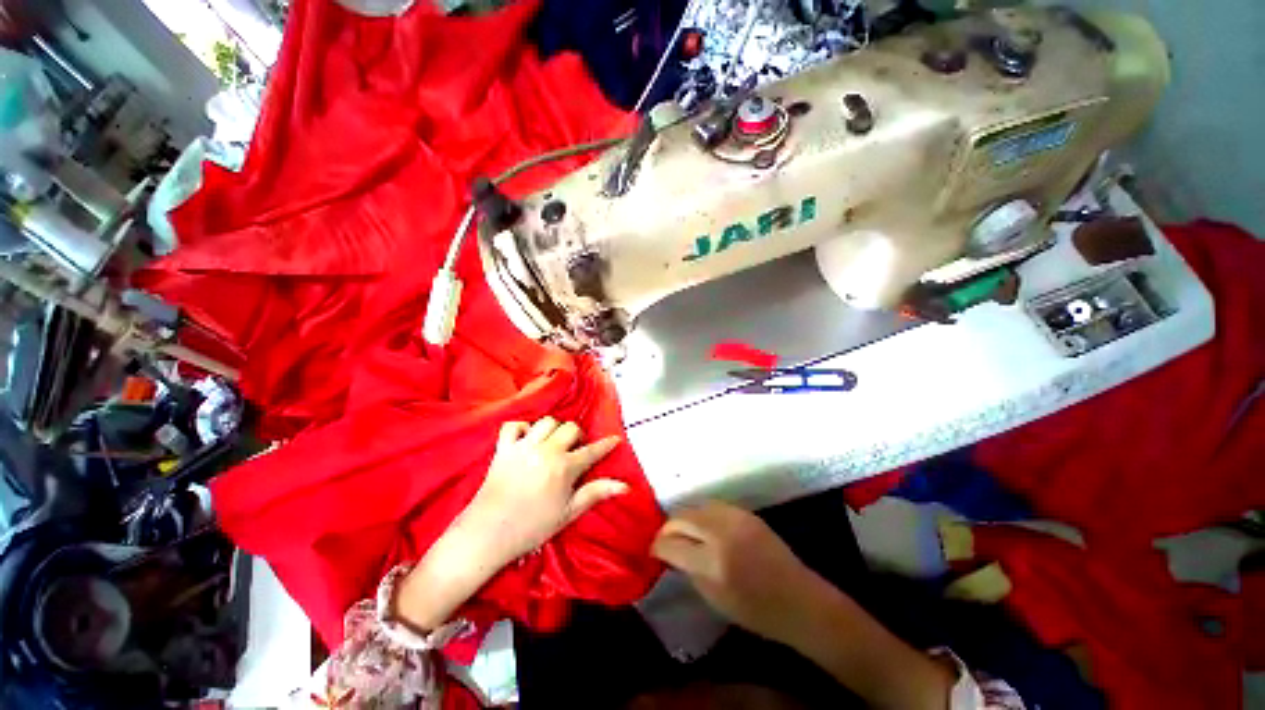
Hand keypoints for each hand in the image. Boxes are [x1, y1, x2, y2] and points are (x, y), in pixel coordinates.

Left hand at [458, 417, 625, 567]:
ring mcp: (523, 447)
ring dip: (554, 430)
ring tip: (552, 444)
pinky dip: (522, 428)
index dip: (606, 445)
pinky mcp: (503, 448)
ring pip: (546, 422)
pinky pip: (514, 425)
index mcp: (564, 468)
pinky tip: (526, 440)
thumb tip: (624, 485)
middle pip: (570, 428)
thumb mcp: (568, 513)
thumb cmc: (532, 527)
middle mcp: (546, 451)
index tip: (615, 439)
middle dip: (577, 436)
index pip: (591, 451)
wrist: (488, 534)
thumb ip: (596, 493)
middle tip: (574, 450)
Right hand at [651, 501, 823, 643]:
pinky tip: (702, 526)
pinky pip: (713, 506)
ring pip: (696, 507)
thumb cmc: (756, 611)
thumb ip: (689, 570)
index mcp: (712, 563)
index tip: (653, 550)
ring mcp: (735, 519)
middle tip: (664, 540)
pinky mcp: (746, 513)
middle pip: (682, 517)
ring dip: (684, 518)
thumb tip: (670, 552)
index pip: (671, 544)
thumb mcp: (715, 599)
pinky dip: (702, 514)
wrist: (799, 600)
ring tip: (682, 532)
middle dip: (668, 528)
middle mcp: (721, 533)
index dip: (657, 546)